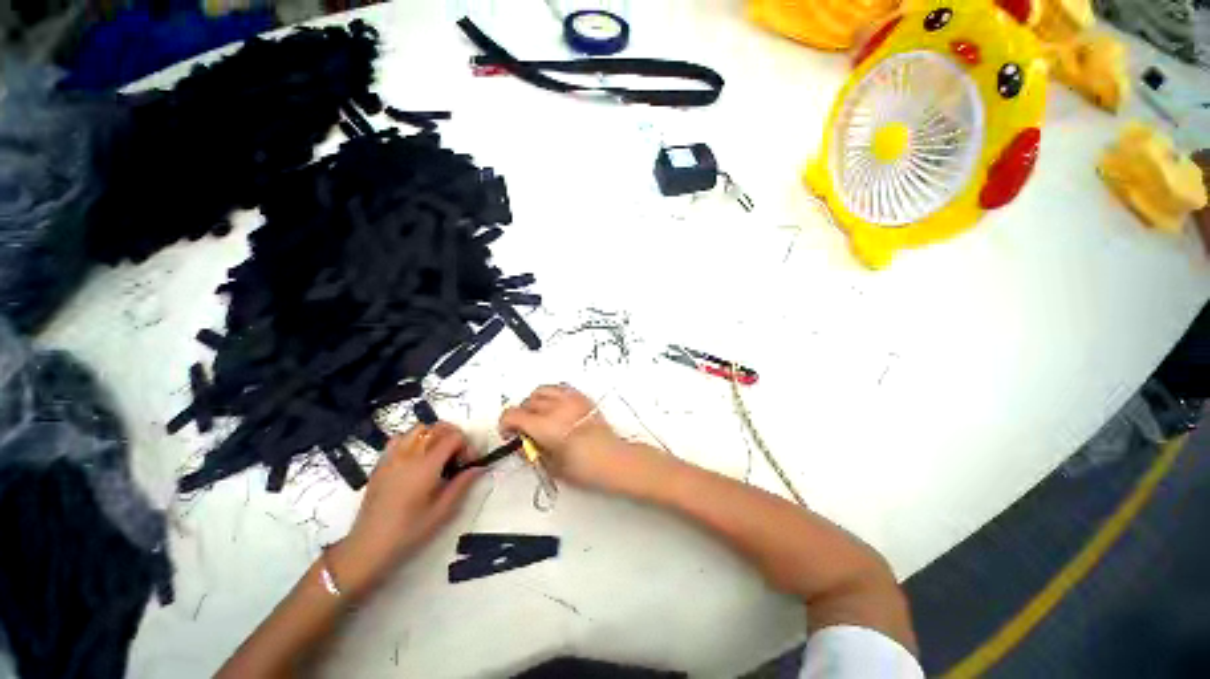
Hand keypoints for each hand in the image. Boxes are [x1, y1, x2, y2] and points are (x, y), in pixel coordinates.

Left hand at [328, 423, 480, 597]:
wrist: (368, 546)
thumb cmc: (409, 531)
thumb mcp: (442, 511)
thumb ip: (462, 484)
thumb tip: (479, 467)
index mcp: (426, 466)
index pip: (454, 437)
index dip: (467, 446)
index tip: (468, 463)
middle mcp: (409, 455)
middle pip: (438, 427)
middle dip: (454, 436)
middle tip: (458, 456)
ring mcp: (392, 457)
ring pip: (419, 429)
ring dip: (434, 435)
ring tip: (439, 454)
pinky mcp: (381, 464)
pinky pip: (399, 439)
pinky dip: (413, 440)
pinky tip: (416, 458)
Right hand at [498, 384, 670, 495]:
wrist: (614, 459)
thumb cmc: (585, 468)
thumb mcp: (551, 467)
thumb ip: (531, 453)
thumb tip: (521, 444)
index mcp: (546, 426)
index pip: (513, 414)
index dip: (505, 424)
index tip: (510, 435)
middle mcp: (557, 407)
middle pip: (526, 401)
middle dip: (520, 415)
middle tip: (525, 430)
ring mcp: (571, 399)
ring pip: (542, 390)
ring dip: (535, 402)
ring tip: (539, 416)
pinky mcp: (582, 398)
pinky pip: (561, 387)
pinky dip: (552, 394)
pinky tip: (555, 408)